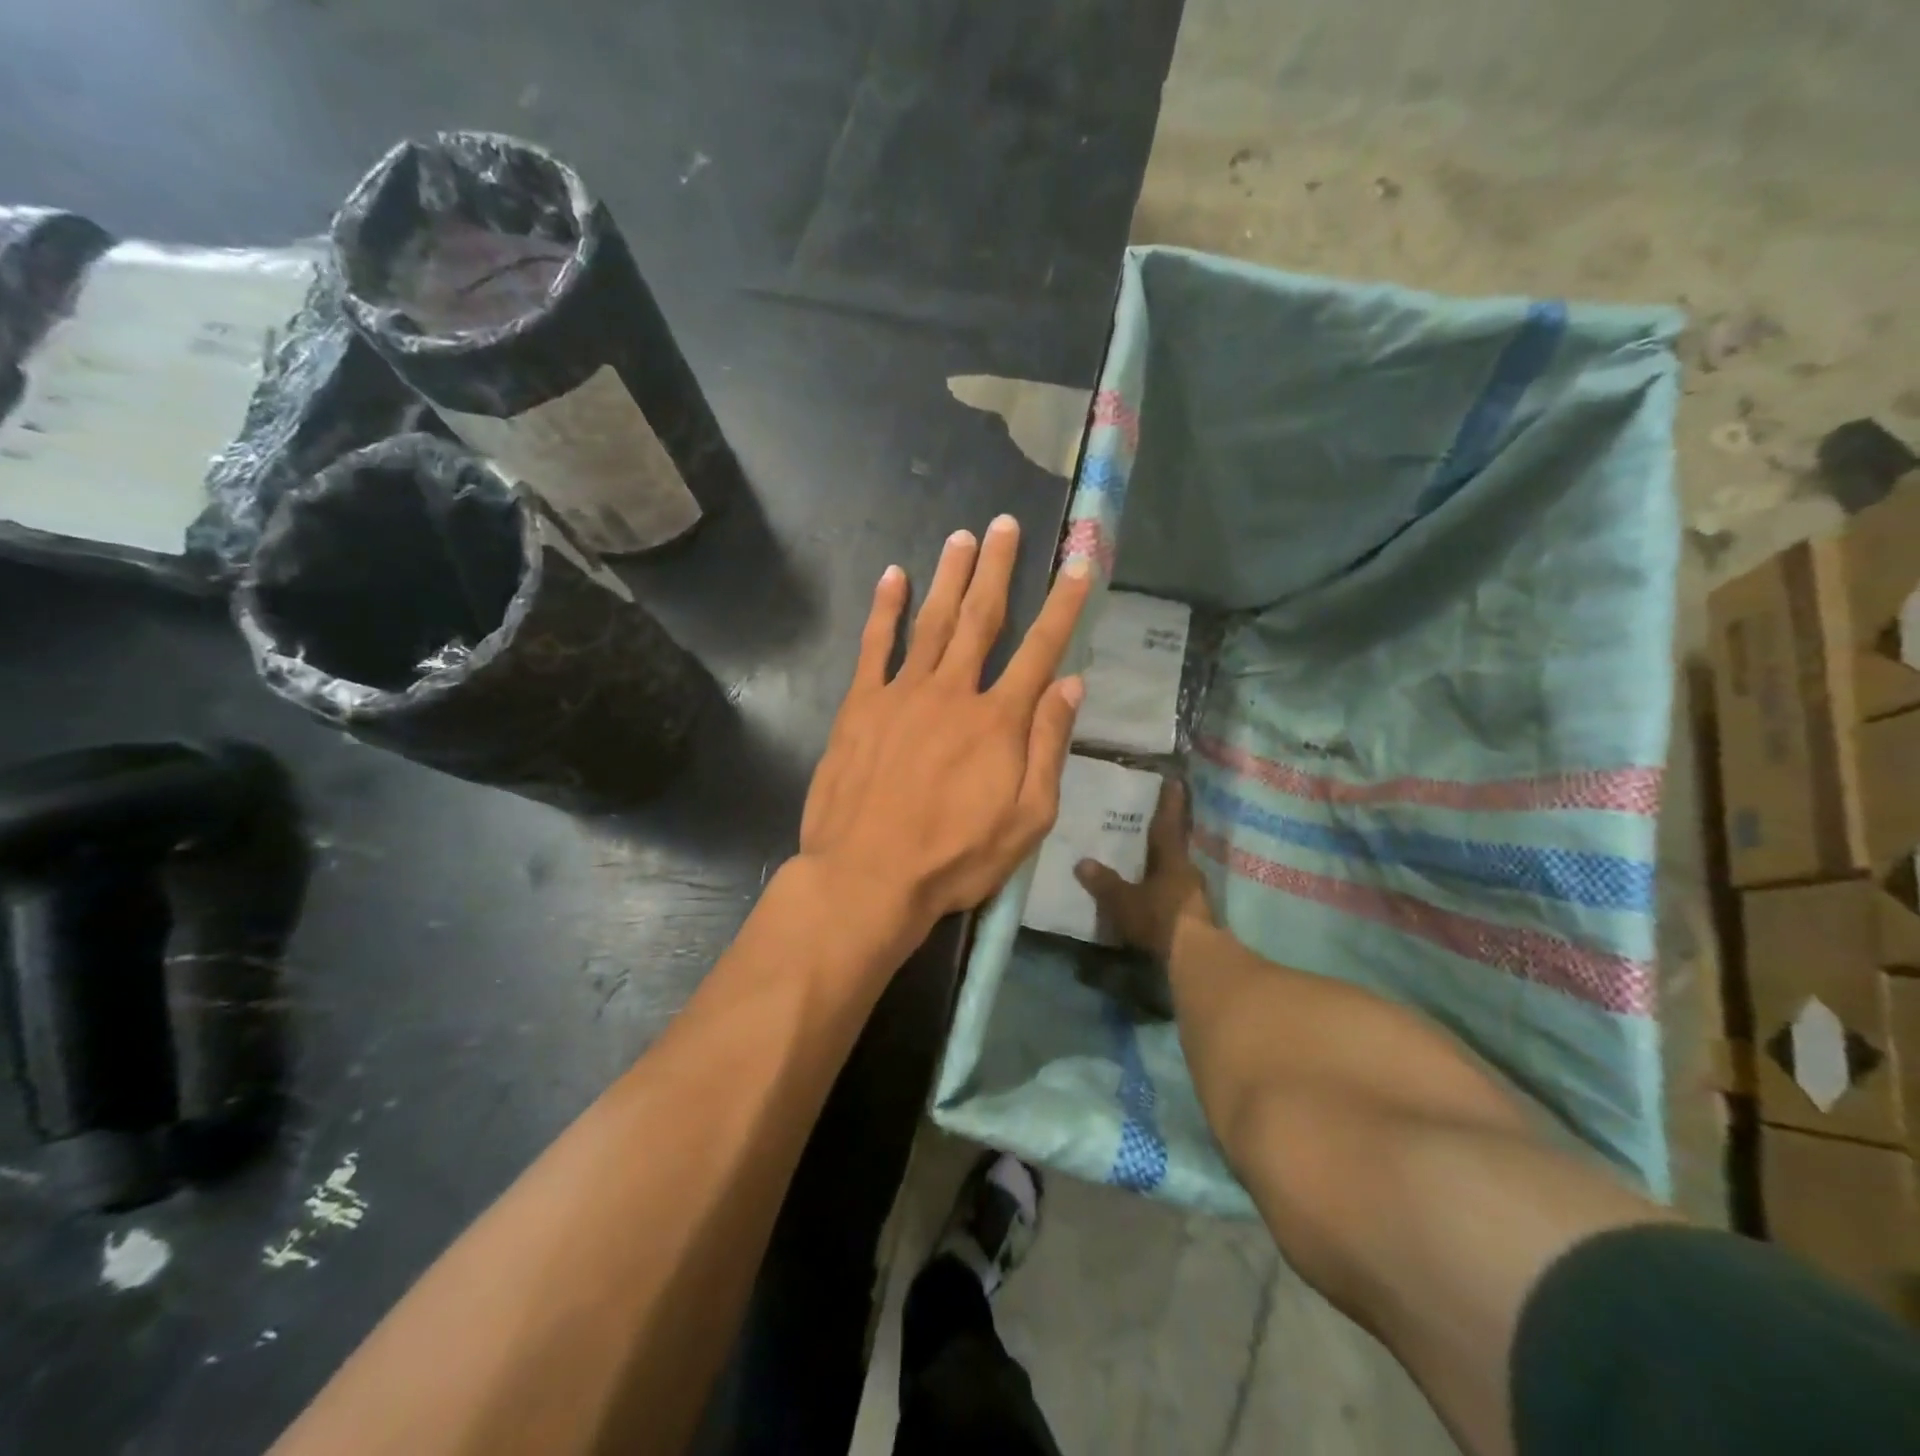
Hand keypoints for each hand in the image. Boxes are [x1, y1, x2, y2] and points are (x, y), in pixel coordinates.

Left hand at [799, 515, 1091, 944]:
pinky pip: (875, 646)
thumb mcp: (1027, 819)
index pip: (1041, 650)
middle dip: (998, 569)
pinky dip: (885, 609)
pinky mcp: (860, 706)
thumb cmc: (955, 857)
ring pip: (932, 622)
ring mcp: (902, 694)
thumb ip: (1049, 746)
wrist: (867, 876)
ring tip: (962, 537)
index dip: (1063, 606)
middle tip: (1005, 525)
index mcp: (999, 721)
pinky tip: (893, 576)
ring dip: (949, 577)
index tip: (1079, 563)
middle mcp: (953, 692)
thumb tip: (1071, 683)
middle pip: (981, 619)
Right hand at [1074, 779, 1215, 963]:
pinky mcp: (1196, 917)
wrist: (1196, 958)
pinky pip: (1177, 894)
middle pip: (1175, 848)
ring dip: (1165, 866)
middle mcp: (1188, 871)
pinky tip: (1154, 894)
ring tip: (1148, 861)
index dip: (1168, 803)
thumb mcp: (1124, 901)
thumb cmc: (1160, 918)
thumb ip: (1104, 883)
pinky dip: (1165, 889)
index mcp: (1172, 859)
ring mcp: (1195, 895)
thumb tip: (1082, 862)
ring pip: (1177, 872)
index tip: (1174, 781)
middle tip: (1151, 824)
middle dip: (1165, 836)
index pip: (1168, 824)